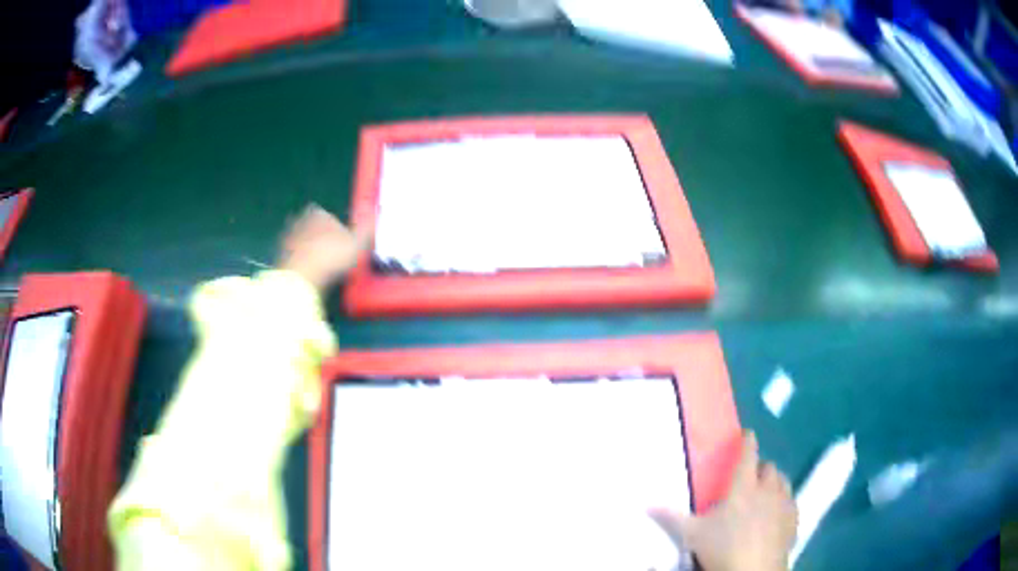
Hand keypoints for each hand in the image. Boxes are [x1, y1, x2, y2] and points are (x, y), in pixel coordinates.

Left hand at [278, 204, 370, 290]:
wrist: (299, 278)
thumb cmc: (330, 257)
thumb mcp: (357, 244)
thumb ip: (366, 228)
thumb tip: (376, 212)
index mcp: (317, 213)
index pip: (330, 217)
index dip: (339, 231)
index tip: (345, 244)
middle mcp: (299, 221)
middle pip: (315, 229)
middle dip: (323, 239)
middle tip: (334, 256)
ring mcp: (287, 239)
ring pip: (304, 244)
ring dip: (312, 253)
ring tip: (324, 269)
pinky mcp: (279, 258)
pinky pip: (296, 260)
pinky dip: (303, 266)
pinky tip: (312, 277)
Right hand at [650, 432, 796, 570]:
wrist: (753, 570)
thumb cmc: (721, 548)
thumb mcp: (692, 533)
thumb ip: (672, 516)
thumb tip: (646, 503)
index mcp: (743, 487)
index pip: (748, 455)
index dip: (748, 442)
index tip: (748, 433)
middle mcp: (767, 489)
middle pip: (769, 467)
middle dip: (760, 468)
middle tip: (750, 477)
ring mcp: (784, 503)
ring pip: (784, 481)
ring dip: (775, 482)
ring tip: (766, 492)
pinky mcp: (794, 519)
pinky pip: (792, 501)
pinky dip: (785, 501)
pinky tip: (777, 513)